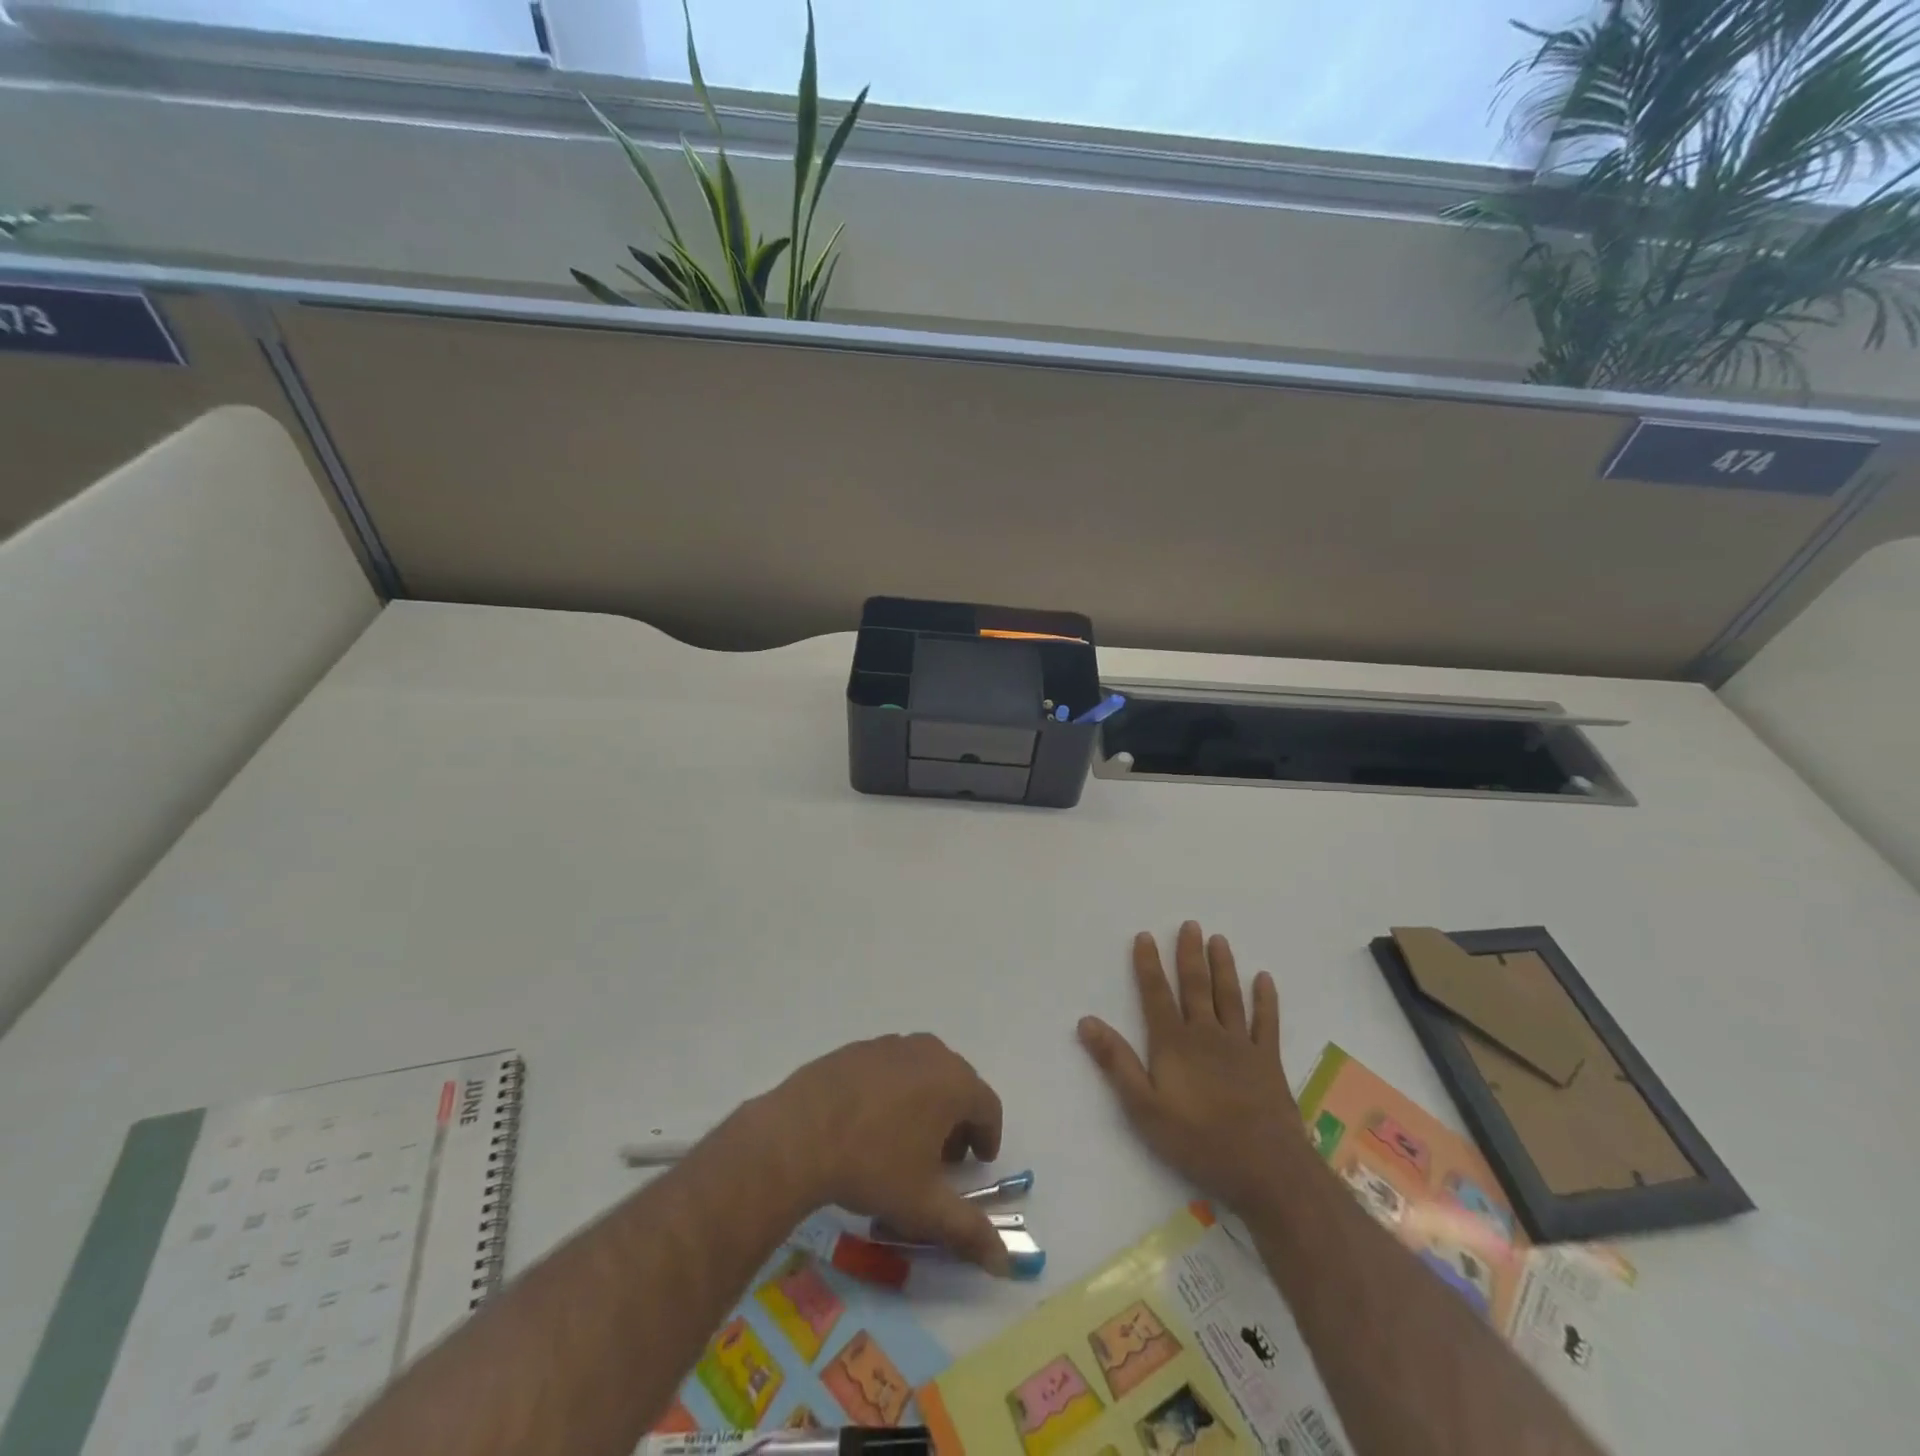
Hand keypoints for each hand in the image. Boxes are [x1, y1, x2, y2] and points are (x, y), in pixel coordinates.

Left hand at [759, 1034, 1010, 1275]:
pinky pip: (891, 1067)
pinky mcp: (859, 1048)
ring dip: (927, 1102)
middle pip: (958, 1084)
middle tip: (942, 1158)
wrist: (799, 1134)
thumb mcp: (923, 1206)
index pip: (988, 1106)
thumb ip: (969, 1231)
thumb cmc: (872, 1166)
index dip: (987, 1136)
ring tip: (906, 1140)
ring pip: (924, 1071)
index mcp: (953, 1083)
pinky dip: (895, 1090)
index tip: (975, 1162)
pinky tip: (871, 1122)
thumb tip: (1005, 1262)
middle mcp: (928, 1053)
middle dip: (958, 1119)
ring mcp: (891, 1045)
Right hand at [1078, 922, 1303, 1210]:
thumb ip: (1116, 1062)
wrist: (1266, 1168)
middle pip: (1195, 986)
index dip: (1148, 964)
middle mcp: (1206, 1034)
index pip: (1156, 994)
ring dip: (1223, 966)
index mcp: (1173, 1043)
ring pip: (1229, 995)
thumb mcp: (1143, 1108)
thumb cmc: (1198, 1140)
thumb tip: (1086, 1021)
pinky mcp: (1268, 1061)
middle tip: (1190, 924)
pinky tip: (1264, 978)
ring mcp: (1240, 1045)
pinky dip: (1266, 999)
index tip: (1145, 936)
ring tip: (1219, 939)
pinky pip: (1266, 1021)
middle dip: (1189, 954)